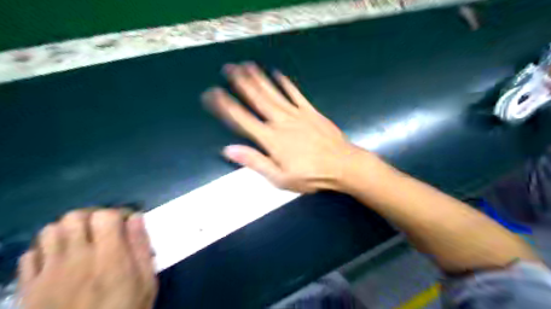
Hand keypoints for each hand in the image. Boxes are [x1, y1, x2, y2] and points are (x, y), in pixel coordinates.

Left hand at [17, 209, 156, 306]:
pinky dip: (44, 250)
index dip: (117, 214)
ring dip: (67, 230)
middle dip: (91, 216)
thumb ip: (141, 246)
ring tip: (81, 241)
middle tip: (103, 228)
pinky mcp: (30, 289)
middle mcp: (76, 259)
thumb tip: (135, 217)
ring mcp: (49, 274)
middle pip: (74, 217)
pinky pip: (28, 256)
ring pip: (49, 231)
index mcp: (108, 257)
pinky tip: (59, 259)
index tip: (125, 223)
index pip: (104, 216)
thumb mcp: (146, 280)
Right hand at [202, 63, 361, 193]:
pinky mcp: (310, 111)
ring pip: (273, 93)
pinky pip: (295, 94)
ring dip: (259, 78)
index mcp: (271, 139)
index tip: (213, 94)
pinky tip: (277, 73)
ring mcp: (296, 114)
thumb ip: (255, 162)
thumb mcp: (280, 178)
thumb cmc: (311, 175)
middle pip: (257, 99)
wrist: (342, 165)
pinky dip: (285, 83)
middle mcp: (280, 122)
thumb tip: (229, 150)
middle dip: (241, 83)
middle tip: (228, 68)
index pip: (242, 119)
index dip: (226, 106)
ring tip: (246, 65)